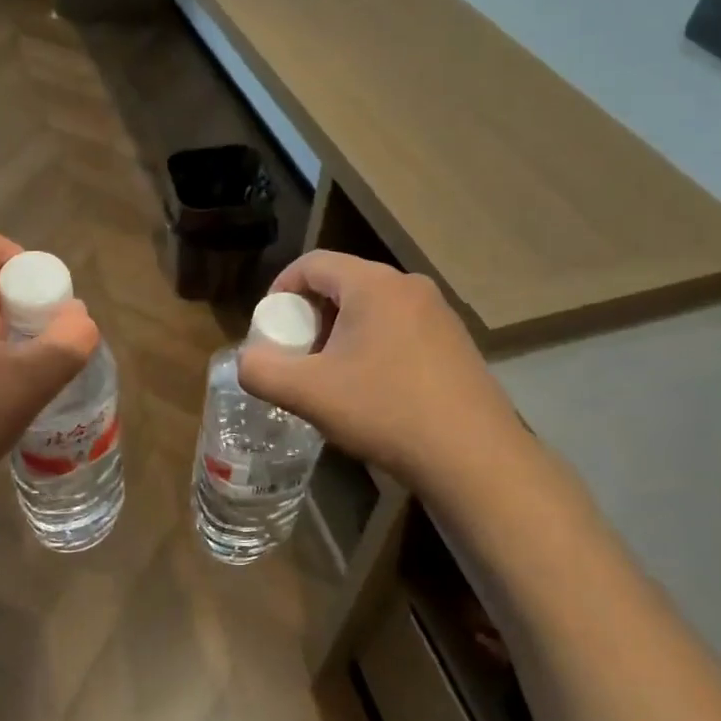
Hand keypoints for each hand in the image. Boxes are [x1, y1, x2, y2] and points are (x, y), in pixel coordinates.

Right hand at [237, 251, 532, 493]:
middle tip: (296, 354)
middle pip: (342, 283)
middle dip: (310, 314)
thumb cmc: (385, 411)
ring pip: (372, 307)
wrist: (473, 457)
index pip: (313, 263)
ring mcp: (438, 313)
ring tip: (330, 374)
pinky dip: (372, 345)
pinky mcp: (455, 342)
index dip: (280, 288)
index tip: (268, 326)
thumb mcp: (309, 393)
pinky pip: (399, 328)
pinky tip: (372, 388)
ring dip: (341, 332)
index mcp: (374, 284)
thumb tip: (248, 361)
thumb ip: (262, 371)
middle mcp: (409, 286)